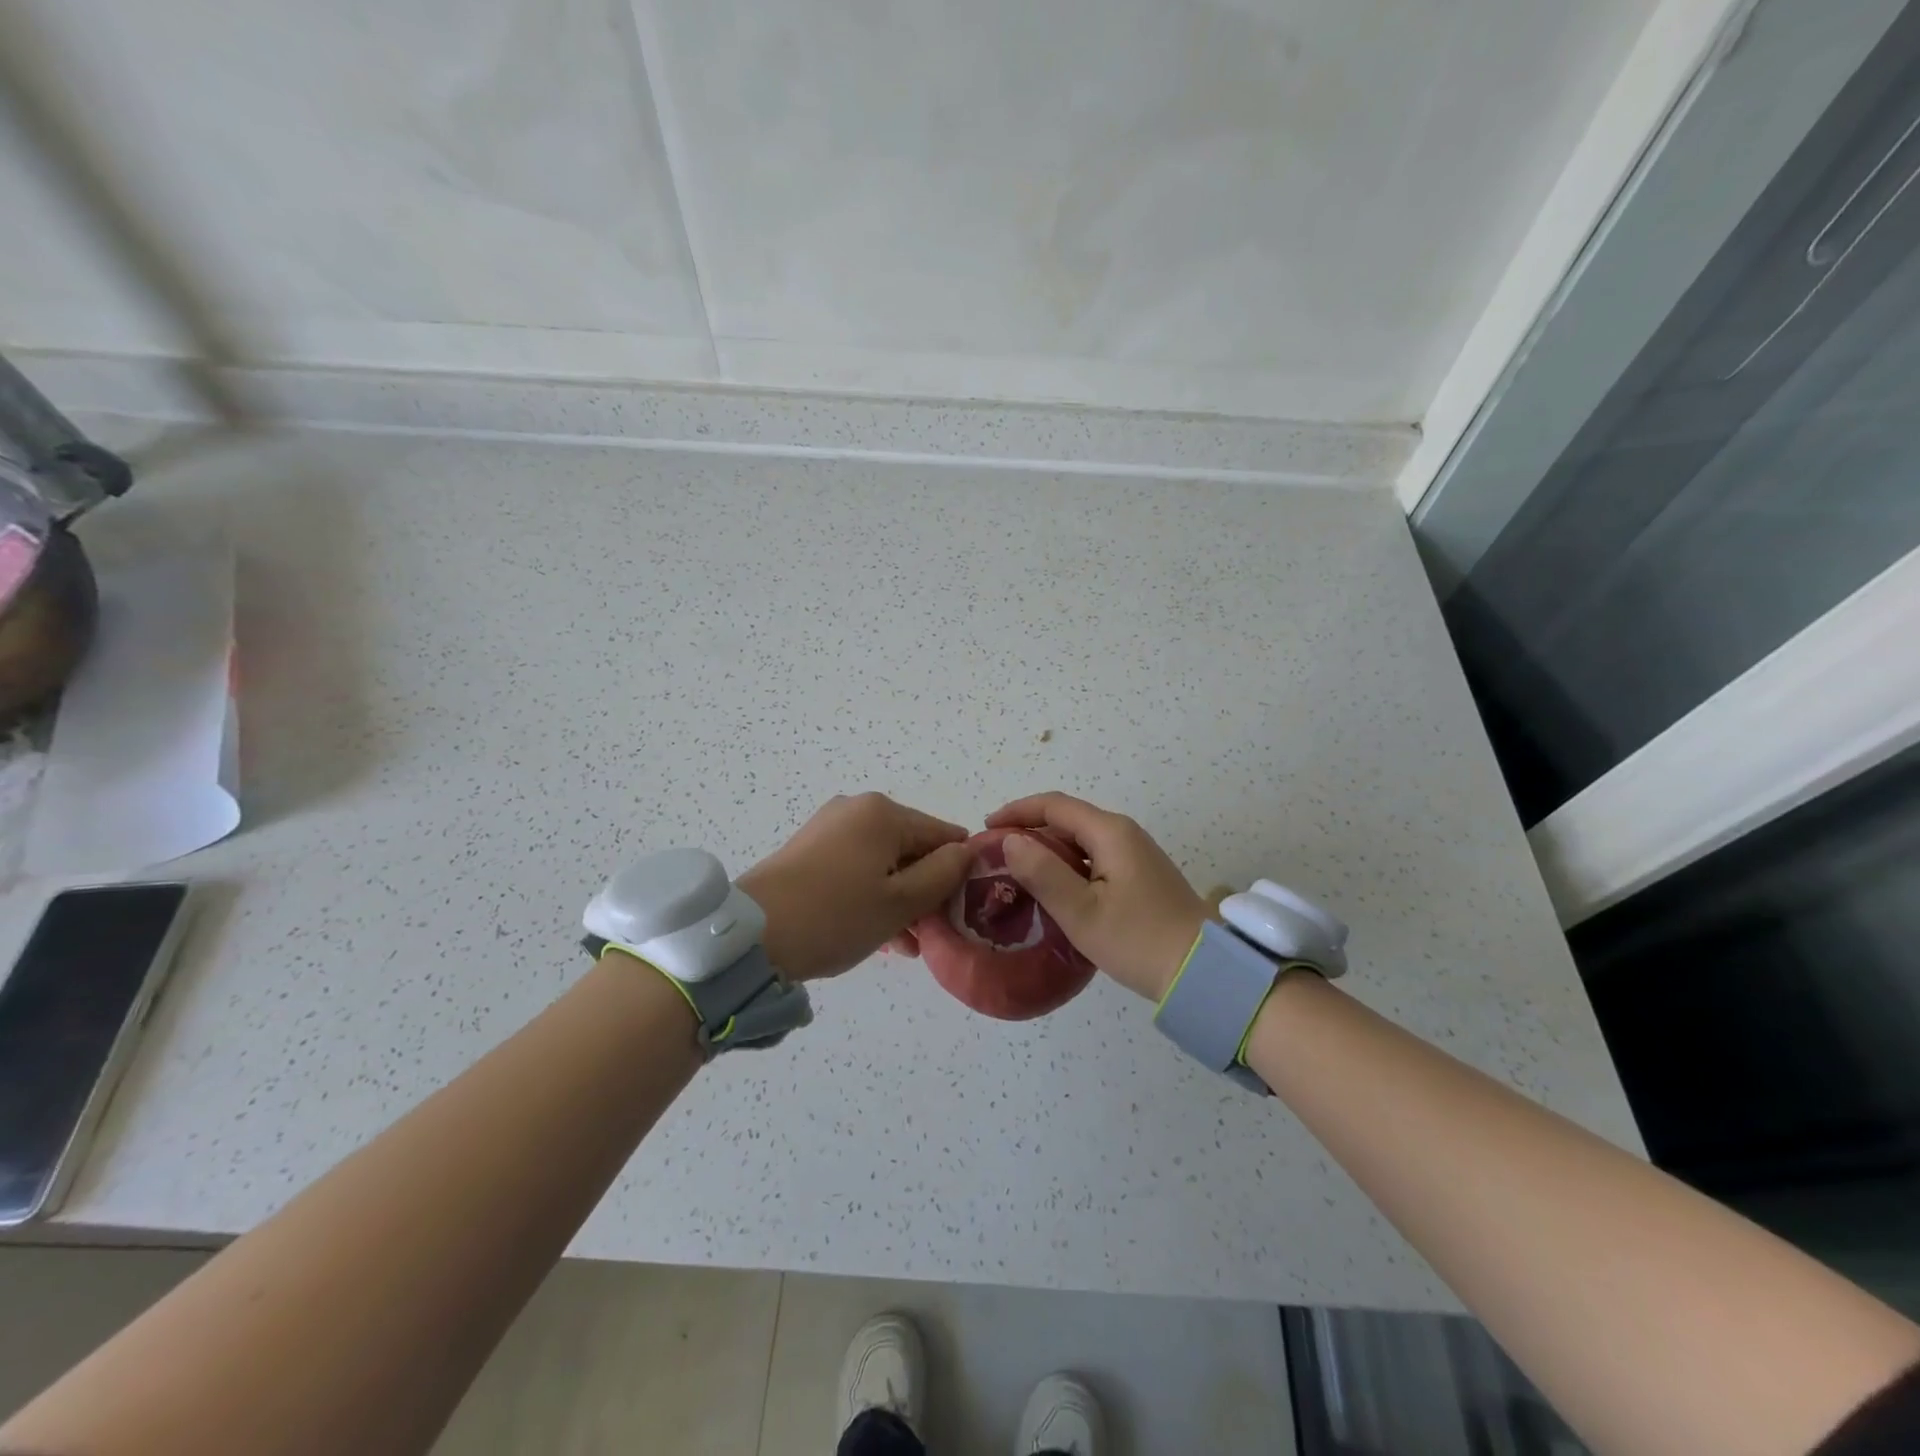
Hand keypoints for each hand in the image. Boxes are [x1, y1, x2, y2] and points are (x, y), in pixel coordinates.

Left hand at [737, 793, 975, 981]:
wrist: (751, 936)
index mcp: (884, 813)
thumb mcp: (901, 902)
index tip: (959, 910)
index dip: (958, 871)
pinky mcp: (809, 850)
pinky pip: (856, 868)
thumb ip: (943, 874)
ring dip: (900, 899)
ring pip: (883, 862)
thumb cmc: (836, 915)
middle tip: (930, 934)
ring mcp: (829, 828)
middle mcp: (857, 809)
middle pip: (911, 848)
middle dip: (925, 889)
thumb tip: (967, 851)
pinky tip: (878, 933)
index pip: (943, 834)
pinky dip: (871, 895)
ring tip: (905, 945)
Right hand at [985, 792, 1207, 1001]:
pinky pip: (1093, 857)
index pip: (1054, 805)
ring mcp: (1135, 853)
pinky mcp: (1139, 875)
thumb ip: (1042, 873)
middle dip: (1029, 830)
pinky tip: (1052, 889)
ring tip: (1016, 873)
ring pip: (1080, 840)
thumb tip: (1011, 841)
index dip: (1017, 811)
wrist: (1203, 971)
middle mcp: (1123, 833)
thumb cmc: (1138, 940)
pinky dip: (1066, 865)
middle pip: (1067, 819)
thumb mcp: (1081, 911)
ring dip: (1047, 849)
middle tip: (996, 855)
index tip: (985, 828)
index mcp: (1109, 832)